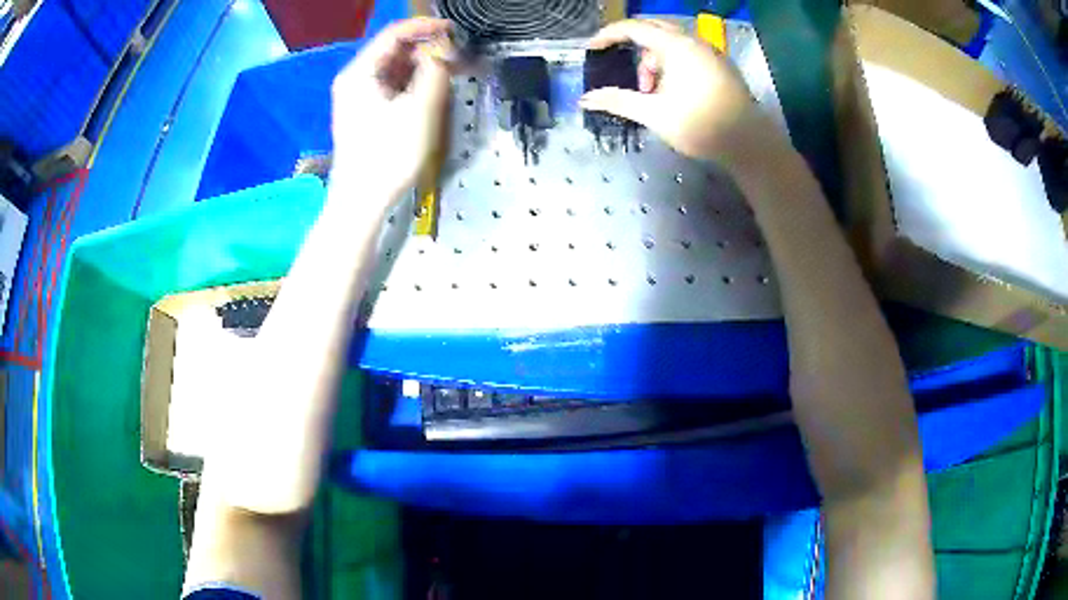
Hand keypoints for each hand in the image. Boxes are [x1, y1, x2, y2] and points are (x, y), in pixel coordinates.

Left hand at [330, 18, 452, 203]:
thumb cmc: (388, 154)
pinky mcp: (366, 113)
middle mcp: (355, 79)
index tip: (455, 31)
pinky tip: (432, 90)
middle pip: (393, 50)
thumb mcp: (419, 108)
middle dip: (426, 49)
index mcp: (360, 72)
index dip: (426, 27)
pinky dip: (413, 83)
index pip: (394, 34)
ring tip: (450, 73)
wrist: (361, 201)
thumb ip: (435, 71)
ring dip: (422, 67)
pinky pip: (391, 86)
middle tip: (458, 56)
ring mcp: (358, 97)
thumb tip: (444, 51)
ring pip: (394, 69)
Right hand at [579, 19, 785, 167]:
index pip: (633, 27)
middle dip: (634, 48)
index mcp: (676, 46)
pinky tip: (673, 91)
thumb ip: (618, 101)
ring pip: (672, 43)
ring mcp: (710, 52)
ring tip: (651, 92)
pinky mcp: (721, 65)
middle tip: (624, 70)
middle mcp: (694, 42)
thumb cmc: (700, 125)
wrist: (749, 143)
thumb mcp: (654, 114)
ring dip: (654, 60)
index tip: (592, 48)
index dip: (608, 35)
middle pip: (653, 30)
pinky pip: (688, 53)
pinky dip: (672, 64)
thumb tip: (585, 99)